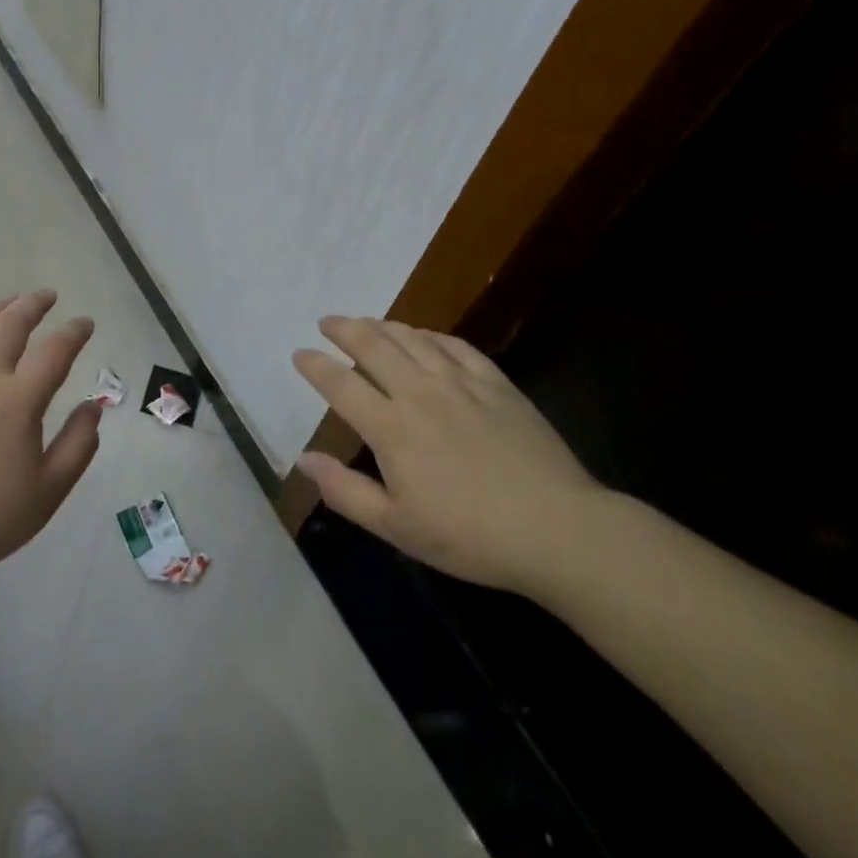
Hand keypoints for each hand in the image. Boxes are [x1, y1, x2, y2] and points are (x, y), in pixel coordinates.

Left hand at [0, 290, 102, 588]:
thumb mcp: (49, 491)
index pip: (55, 351)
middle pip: (10, 324)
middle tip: (48, 296)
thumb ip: (78, 445)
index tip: (86, 323)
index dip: (75, 332)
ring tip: (9, 307)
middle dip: (33, 304)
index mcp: (19, 400)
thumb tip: (92, 407)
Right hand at [292, 316, 604, 596]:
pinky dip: (431, 335)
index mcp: (391, 428)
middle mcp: (420, 393)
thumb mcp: (397, 526)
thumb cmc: (470, 536)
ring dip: (383, 326)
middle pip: (373, 346)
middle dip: (344, 329)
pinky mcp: (496, 384)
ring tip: (367, 322)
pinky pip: (455, 346)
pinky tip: (424, 336)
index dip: (315, 365)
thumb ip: (344, 490)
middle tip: (328, 321)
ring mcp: (461, 384)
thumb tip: (303, 458)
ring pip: (412, 339)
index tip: (299, 353)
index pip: (341, 384)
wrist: (558, 530)